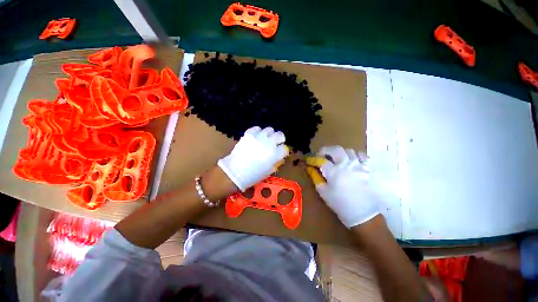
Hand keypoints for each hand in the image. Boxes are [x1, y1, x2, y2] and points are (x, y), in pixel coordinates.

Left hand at [218, 126, 287, 190]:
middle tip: (276, 143)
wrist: (235, 172)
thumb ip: (276, 161)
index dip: (283, 151)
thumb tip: (278, 156)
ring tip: (266, 139)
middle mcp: (269, 143)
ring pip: (269, 129)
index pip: (285, 148)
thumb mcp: (269, 171)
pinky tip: (257, 137)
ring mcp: (259, 137)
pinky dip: (258, 132)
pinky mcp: (249, 134)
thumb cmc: (253, 175)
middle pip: (280, 135)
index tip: (280, 153)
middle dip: (280, 139)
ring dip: (270, 135)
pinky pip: (257, 128)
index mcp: (275, 154)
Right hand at [307, 146, 379, 227]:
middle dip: (326, 150)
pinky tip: (351, 161)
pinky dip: (354, 155)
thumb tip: (310, 169)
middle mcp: (346, 164)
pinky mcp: (367, 169)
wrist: (363, 214)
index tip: (309, 160)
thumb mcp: (323, 192)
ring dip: (340, 153)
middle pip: (335, 149)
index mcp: (334, 171)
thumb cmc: (340, 204)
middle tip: (322, 156)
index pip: (321, 160)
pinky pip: (361, 155)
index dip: (313, 159)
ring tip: (337, 159)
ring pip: (348, 150)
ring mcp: (358, 165)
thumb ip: (316, 178)